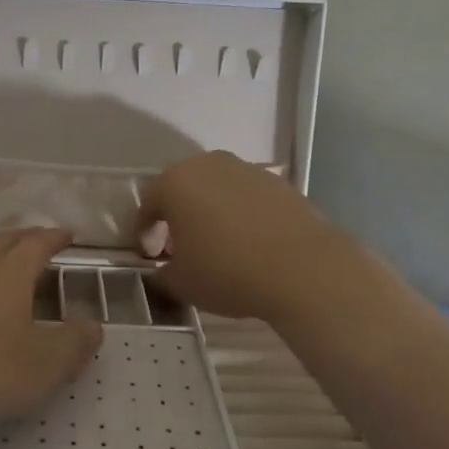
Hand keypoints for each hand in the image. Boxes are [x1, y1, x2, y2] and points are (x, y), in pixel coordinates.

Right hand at [138, 151, 359, 326]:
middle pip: (182, 189)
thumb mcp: (182, 283)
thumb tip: (165, 268)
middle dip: (177, 216)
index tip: (149, 256)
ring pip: (216, 189)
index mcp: (175, 182)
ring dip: (210, 212)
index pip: (148, 204)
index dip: (144, 232)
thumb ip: (164, 273)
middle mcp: (207, 165)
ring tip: (218, 245)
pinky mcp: (278, 182)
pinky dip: (241, 214)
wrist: (304, 268)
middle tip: (179, 247)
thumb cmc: (228, 271)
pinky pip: (247, 197)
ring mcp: (246, 169)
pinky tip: (250, 243)